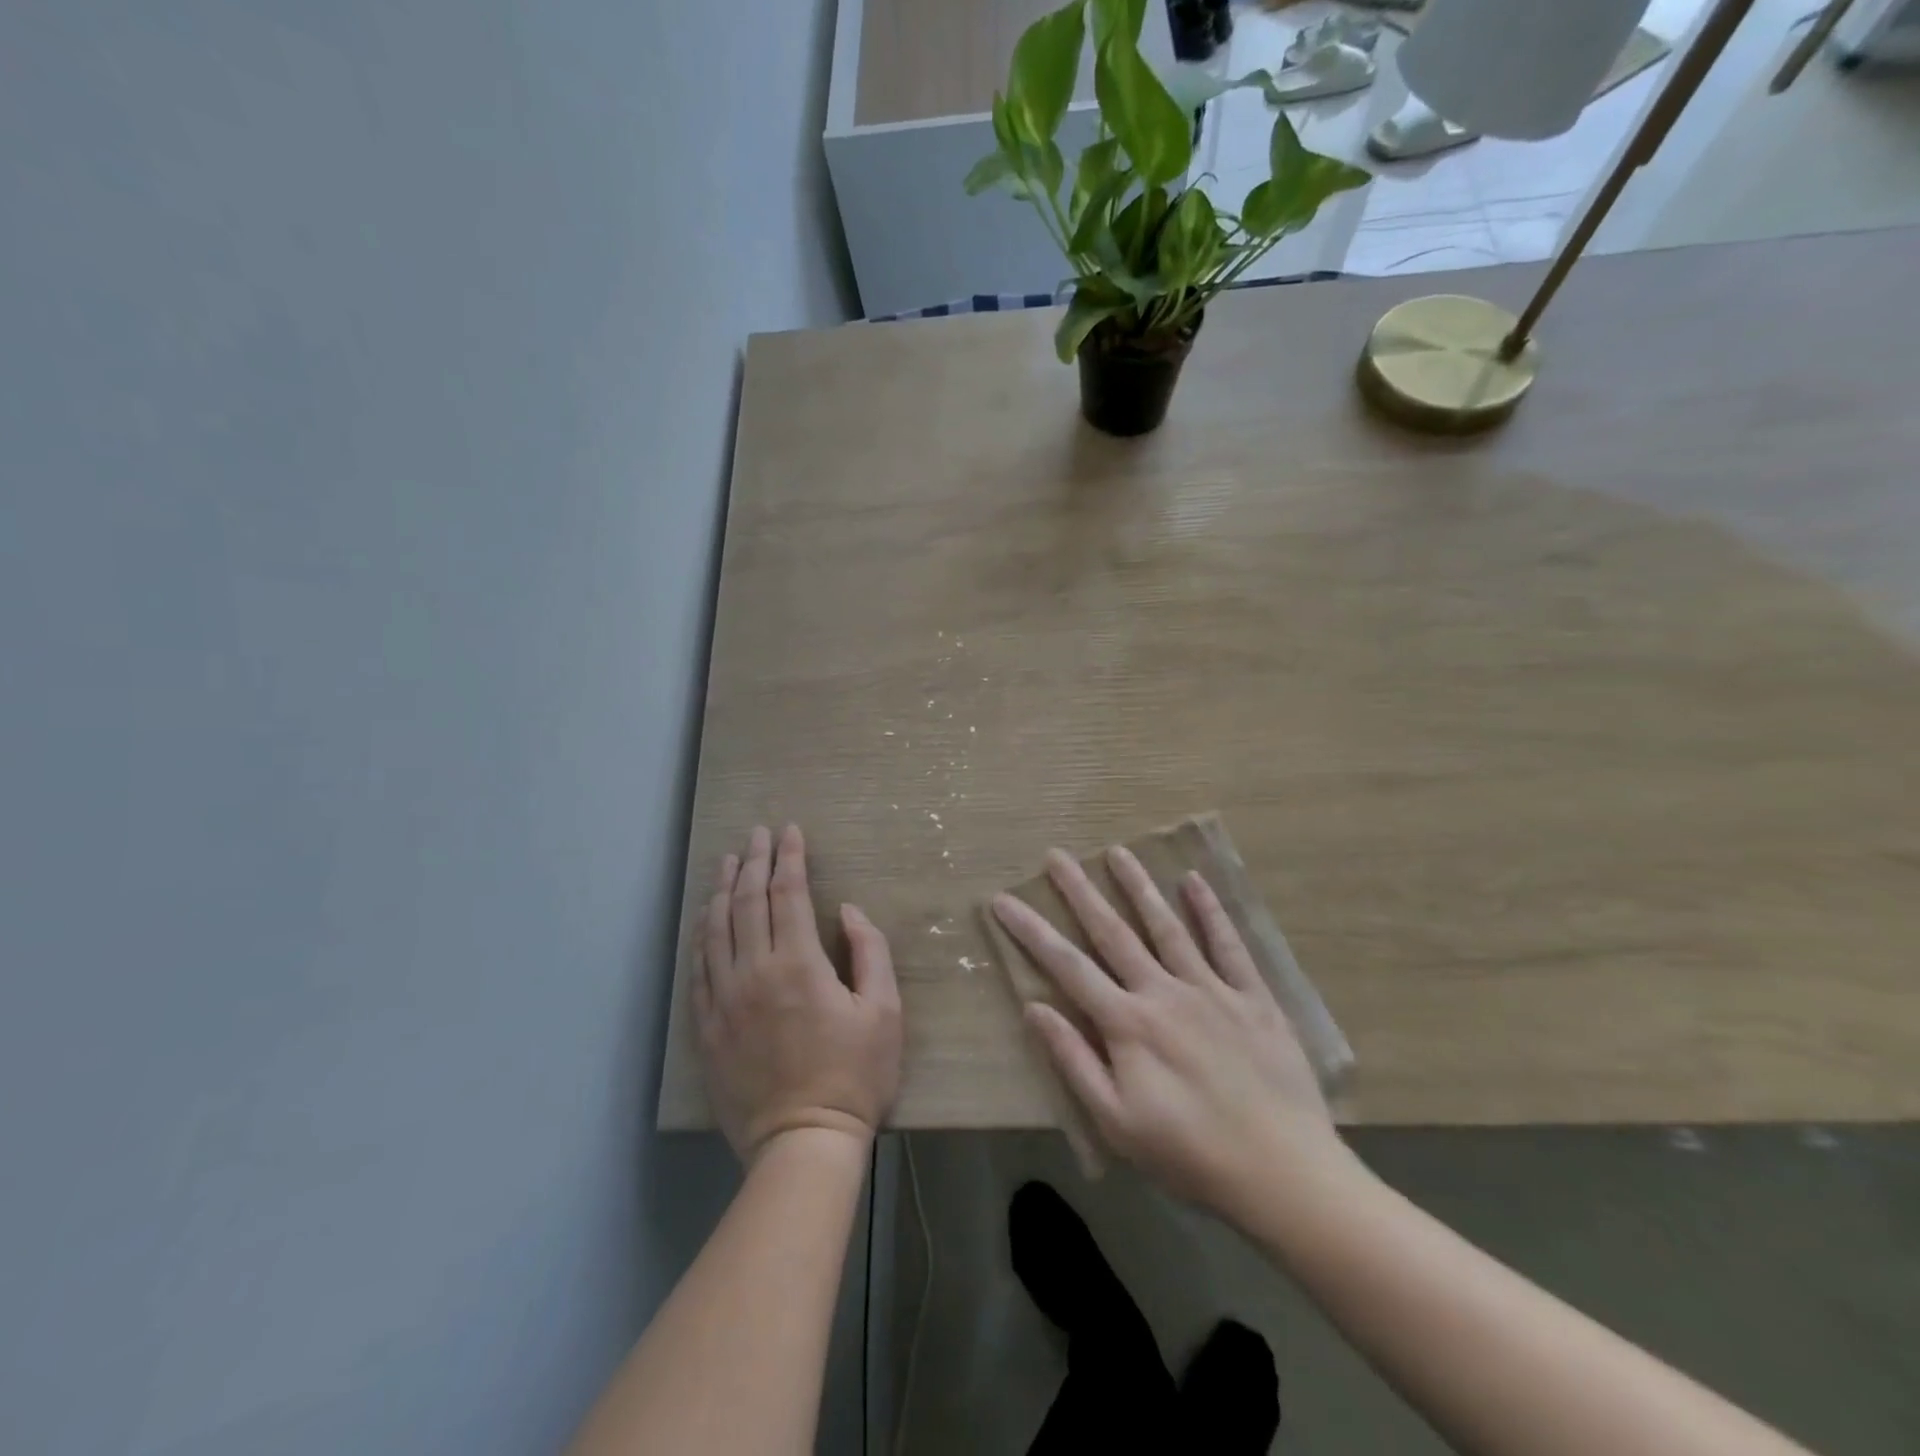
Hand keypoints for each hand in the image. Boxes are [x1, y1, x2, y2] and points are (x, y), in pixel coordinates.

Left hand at [697, 825, 902, 1164]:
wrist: (802, 1143)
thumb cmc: (855, 1076)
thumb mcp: (884, 1011)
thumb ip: (870, 951)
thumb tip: (847, 910)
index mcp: (799, 963)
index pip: (789, 893)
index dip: (789, 857)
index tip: (790, 831)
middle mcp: (754, 972)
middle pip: (747, 901)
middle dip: (753, 861)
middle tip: (756, 834)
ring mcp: (724, 999)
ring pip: (717, 928)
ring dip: (722, 889)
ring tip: (726, 861)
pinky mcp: (707, 1026)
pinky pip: (699, 968)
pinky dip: (702, 934)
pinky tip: (706, 918)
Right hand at [993, 846, 1355, 1221]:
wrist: (1282, 1174)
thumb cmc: (1189, 1155)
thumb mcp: (1116, 1121)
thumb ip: (1074, 1060)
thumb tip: (1034, 1008)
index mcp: (1127, 1024)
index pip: (1067, 966)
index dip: (1031, 931)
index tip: (1004, 900)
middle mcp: (1163, 992)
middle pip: (1113, 932)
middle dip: (1080, 891)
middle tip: (1057, 855)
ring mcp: (1210, 990)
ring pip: (1166, 926)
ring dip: (1139, 887)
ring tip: (1117, 852)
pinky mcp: (1252, 997)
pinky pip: (1228, 945)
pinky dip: (1210, 911)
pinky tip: (1194, 881)